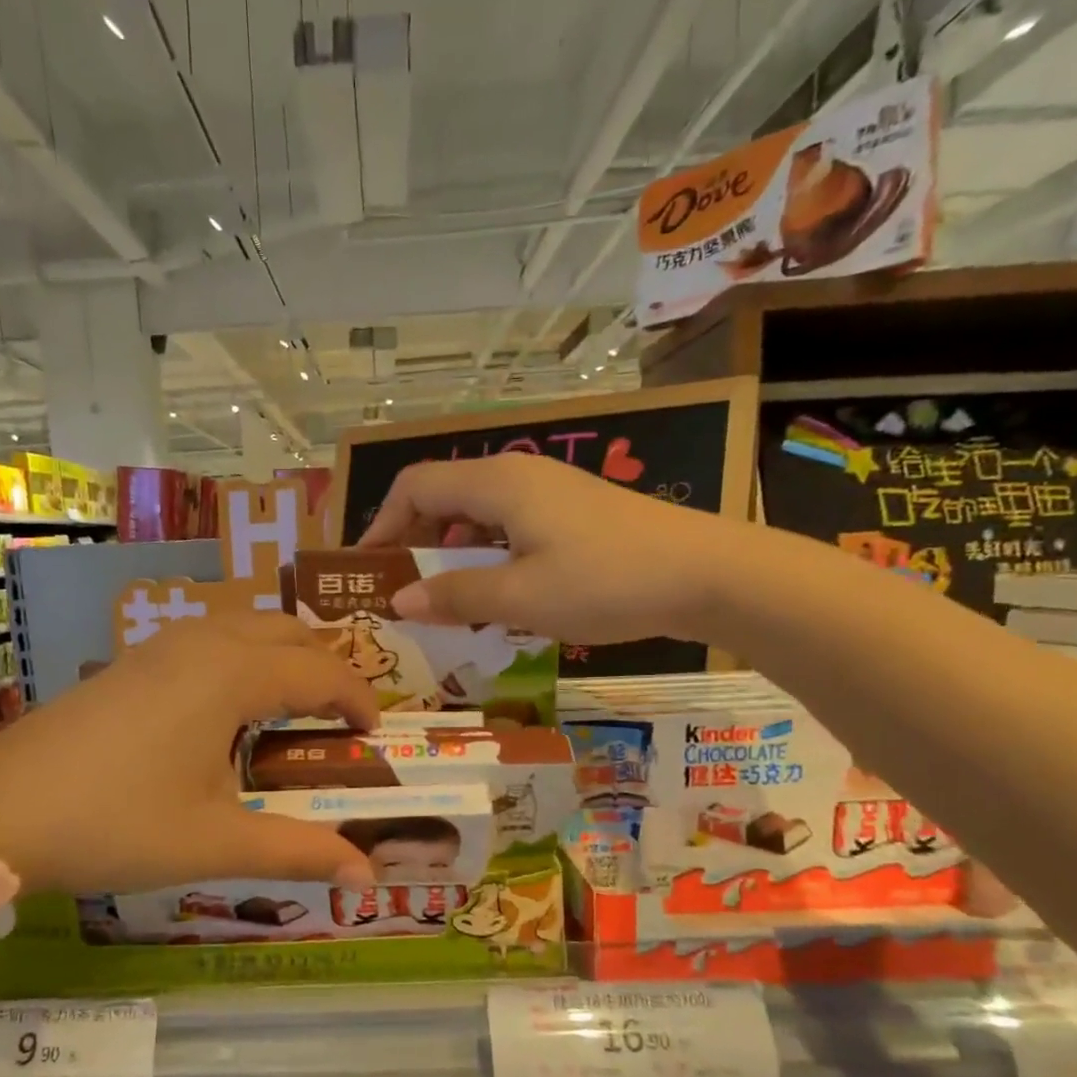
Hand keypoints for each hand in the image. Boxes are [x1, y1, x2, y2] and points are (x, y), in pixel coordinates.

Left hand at [0, 614, 377, 894]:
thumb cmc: (117, 823)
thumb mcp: (215, 842)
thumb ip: (299, 851)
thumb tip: (367, 877)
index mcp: (233, 674)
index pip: (321, 670)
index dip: (358, 700)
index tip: (374, 737)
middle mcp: (202, 641)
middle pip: (287, 632)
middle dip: (324, 668)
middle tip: (337, 722)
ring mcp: (160, 644)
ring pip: (245, 627)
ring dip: (281, 658)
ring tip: (290, 712)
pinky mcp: (132, 659)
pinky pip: (208, 638)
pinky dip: (241, 659)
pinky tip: (226, 712)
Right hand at [357, 454, 752, 644]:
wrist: (706, 573)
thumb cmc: (606, 581)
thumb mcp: (521, 597)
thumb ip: (455, 596)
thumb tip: (399, 600)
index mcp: (496, 483)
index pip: (414, 487)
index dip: (382, 525)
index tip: (370, 571)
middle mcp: (516, 475)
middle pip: (441, 496)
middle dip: (412, 542)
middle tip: (401, 592)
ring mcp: (547, 492)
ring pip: (475, 514)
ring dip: (449, 554)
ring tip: (443, 601)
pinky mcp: (570, 512)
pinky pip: (506, 527)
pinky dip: (484, 556)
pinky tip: (495, 594)